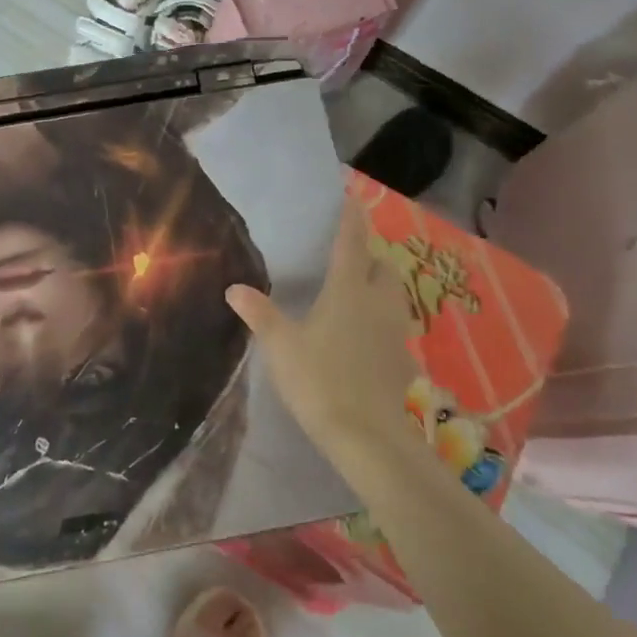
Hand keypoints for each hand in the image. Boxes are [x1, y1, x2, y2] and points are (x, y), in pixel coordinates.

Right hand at [225, 194, 425, 495]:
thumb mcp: (280, 345)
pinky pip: (393, 324)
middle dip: (369, 255)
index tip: (352, 199)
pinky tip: (361, 334)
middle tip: (346, 255)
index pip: (352, 243)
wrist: (367, 437)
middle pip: (382, 266)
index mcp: (348, 289)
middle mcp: (377, 303)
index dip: (351, 219)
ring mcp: (395, 332)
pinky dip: (380, 317)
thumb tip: (234, 287)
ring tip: (355, 290)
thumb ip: (259, 313)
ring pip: (393, 295)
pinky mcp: (402, 359)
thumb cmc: (320, 379)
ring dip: (379, 285)